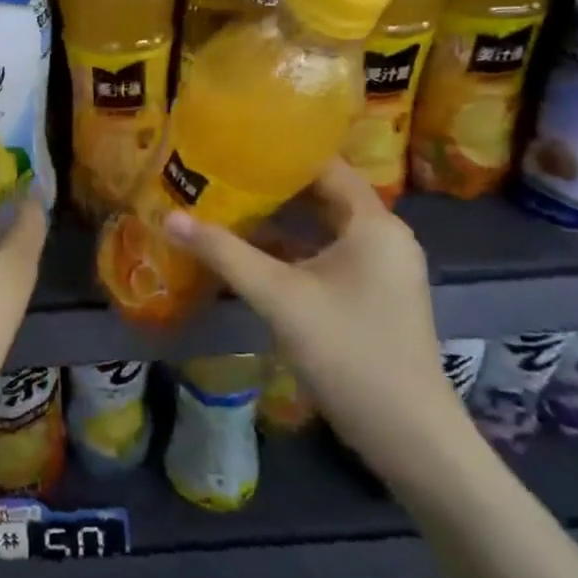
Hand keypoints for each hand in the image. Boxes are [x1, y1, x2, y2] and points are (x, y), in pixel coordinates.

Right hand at [164, 160, 473, 480]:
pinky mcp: (371, 296)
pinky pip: (325, 256)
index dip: (280, 152)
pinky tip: (248, 254)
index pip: (325, 166)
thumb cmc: (348, 350)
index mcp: (373, 223)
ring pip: (321, 229)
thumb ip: (223, 253)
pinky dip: (290, 251)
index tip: (233, 142)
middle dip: (271, 186)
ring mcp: (379, 269)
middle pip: (322, 195)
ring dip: (278, 220)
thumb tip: (169, 217)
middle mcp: (382, 237)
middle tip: (219, 173)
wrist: (408, 435)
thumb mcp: (278, 297)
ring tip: (225, 205)